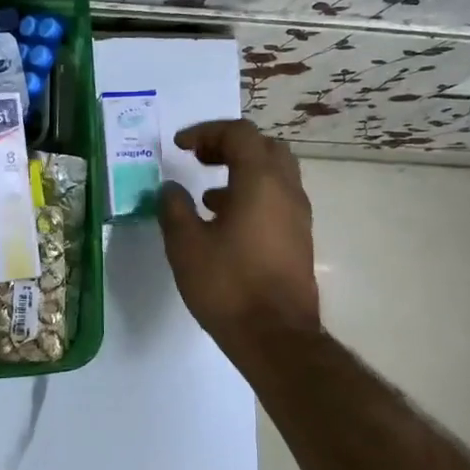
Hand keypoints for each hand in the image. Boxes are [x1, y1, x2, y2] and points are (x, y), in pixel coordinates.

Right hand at [158, 118, 320, 358]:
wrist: (276, 337)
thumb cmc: (228, 285)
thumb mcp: (186, 244)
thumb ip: (174, 208)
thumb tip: (170, 188)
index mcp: (260, 181)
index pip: (239, 133)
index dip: (206, 132)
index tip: (179, 147)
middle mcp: (286, 190)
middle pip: (264, 147)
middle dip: (229, 145)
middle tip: (199, 159)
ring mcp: (298, 216)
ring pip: (275, 174)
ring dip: (242, 171)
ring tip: (207, 194)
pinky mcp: (299, 239)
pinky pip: (277, 199)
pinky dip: (252, 195)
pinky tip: (225, 223)